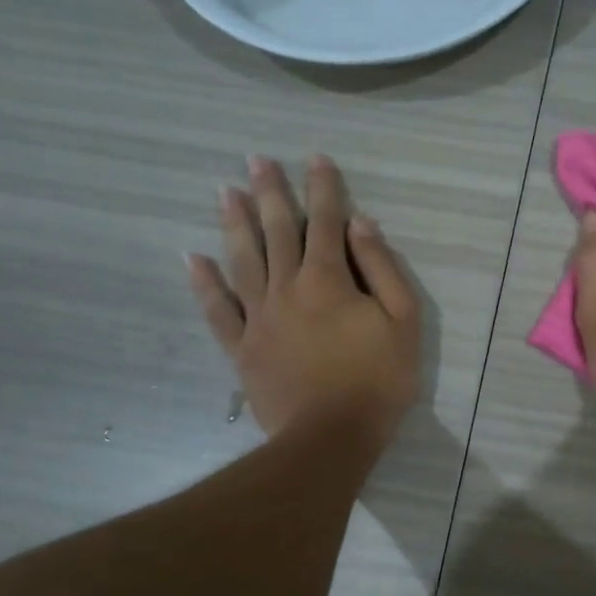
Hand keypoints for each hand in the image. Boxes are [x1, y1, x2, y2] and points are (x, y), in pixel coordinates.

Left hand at [187, 155, 420, 453]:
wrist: (331, 437)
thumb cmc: (378, 380)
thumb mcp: (403, 322)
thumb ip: (383, 269)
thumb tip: (361, 225)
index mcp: (329, 280)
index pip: (326, 222)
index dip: (323, 188)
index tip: (315, 158)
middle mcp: (287, 287)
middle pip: (277, 231)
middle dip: (270, 192)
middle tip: (255, 159)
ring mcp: (259, 317)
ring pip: (243, 259)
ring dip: (234, 223)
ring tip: (225, 192)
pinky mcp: (242, 347)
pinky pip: (217, 309)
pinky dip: (204, 283)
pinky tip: (192, 258)